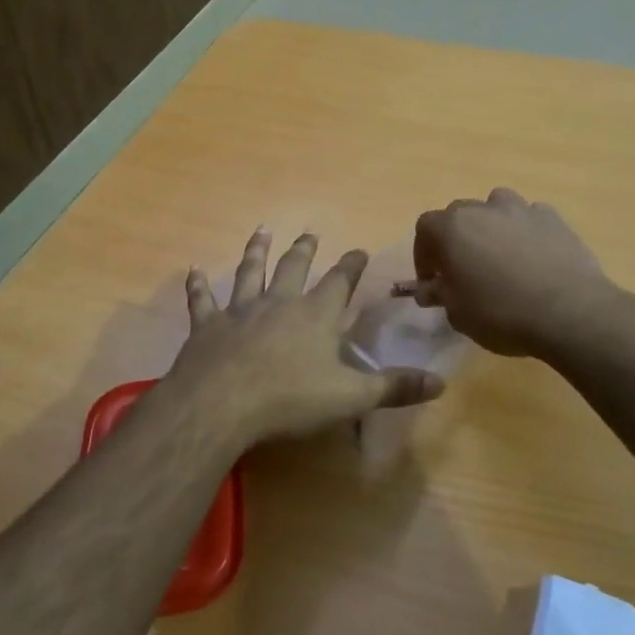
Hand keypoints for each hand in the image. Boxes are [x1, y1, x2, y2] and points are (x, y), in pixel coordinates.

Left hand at [169, 227, 445, 445]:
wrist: (222, 403)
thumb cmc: (291, 399)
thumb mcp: (352, 397)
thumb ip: (394, 387)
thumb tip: (440, 383)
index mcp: (316, 315)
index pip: (339, 282)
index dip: (350, 266)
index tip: (358, 250)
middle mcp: (279, 302)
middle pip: (294, 267)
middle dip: (304, 249)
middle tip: (310, 233)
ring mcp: (241, 310)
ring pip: (250, 272)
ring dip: (256, 251)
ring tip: (261, 231)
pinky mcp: (208, 326)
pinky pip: (203, 300)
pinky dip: (199, 285)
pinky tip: (193, 271)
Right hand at [395, 189, 612, 356]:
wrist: (569, 312)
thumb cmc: (501, 314)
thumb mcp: (458, 313)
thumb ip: (440, 294)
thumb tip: (429, 288)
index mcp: (452, 228)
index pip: (425, 228)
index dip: (424, 254)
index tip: (433, 280)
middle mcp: (484, 208)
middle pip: (460, 214)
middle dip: (457, 238)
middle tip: (464, 270)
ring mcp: (522, 209)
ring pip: (497, 206)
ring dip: (492, 225)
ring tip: (501, 256)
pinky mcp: (554, 218)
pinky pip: (531, 218)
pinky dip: (526, 232)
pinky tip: (535, 257)